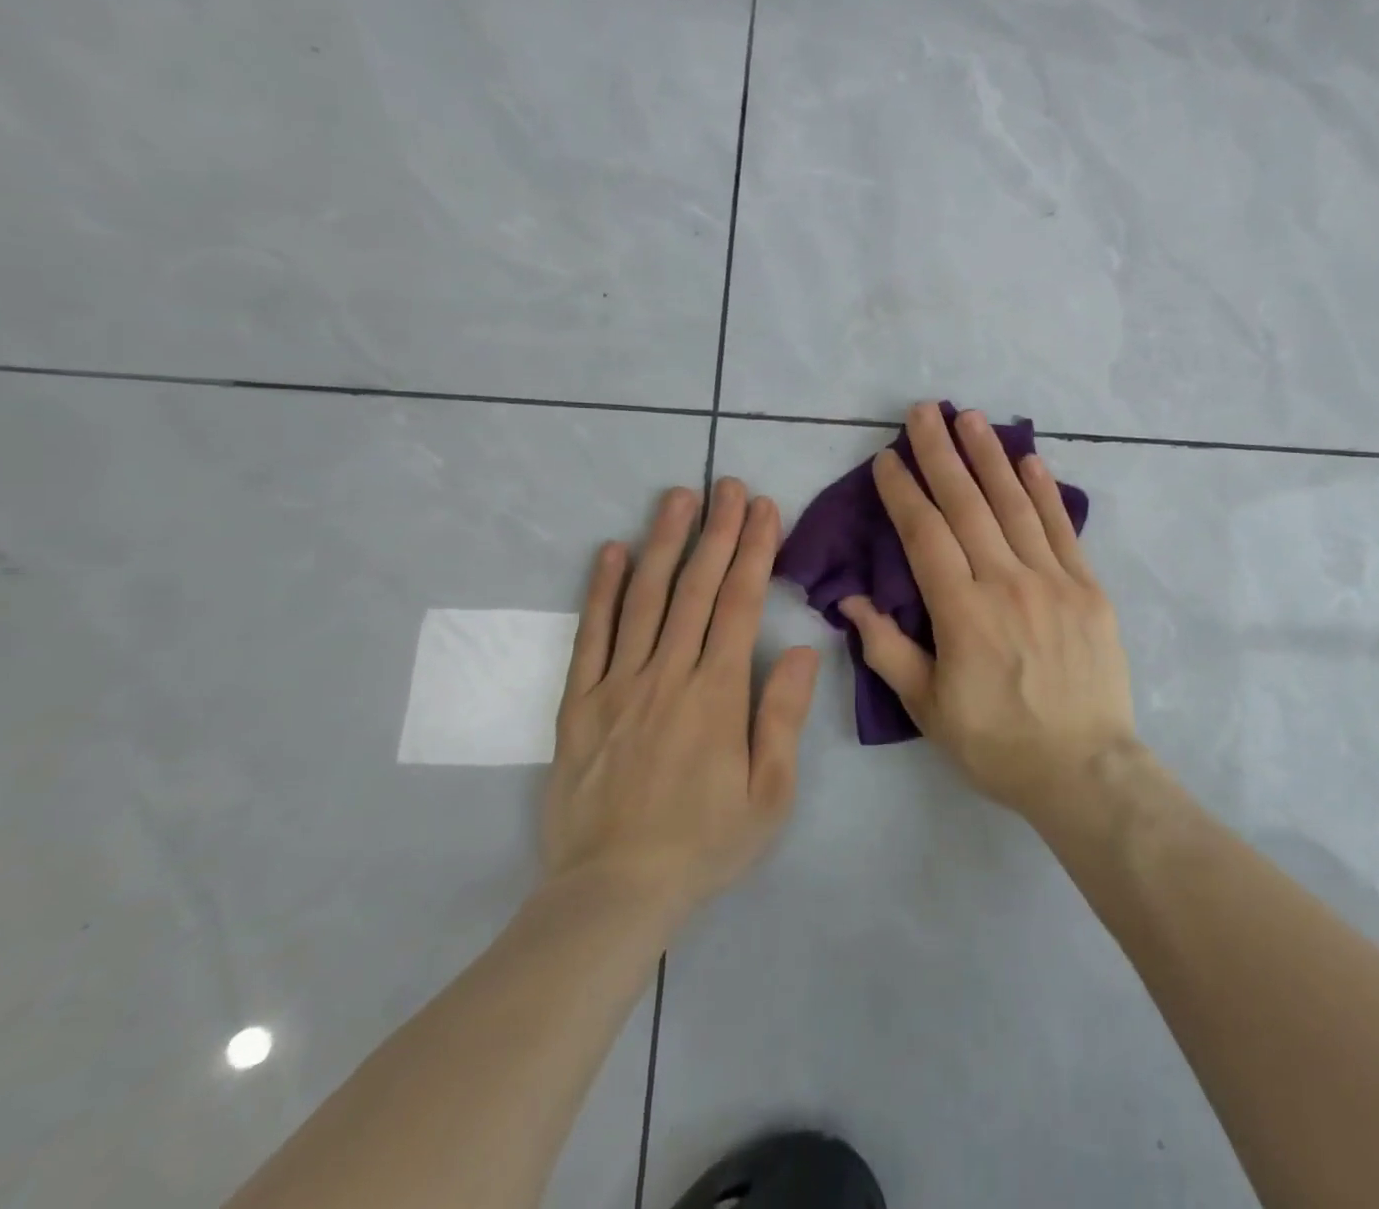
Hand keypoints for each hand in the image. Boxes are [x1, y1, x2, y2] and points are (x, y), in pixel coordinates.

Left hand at [542, 479, 818, 923]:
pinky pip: (590, 636)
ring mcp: (617, 685)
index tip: (763, 509)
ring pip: (643, 599)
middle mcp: (667, 675)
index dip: (754, 551)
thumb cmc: (705, 843)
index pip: (739, 604)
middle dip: (717, 531)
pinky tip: (609, 551)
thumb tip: (798, 648)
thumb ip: (782, 715)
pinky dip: (599, 590)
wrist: (613, 893)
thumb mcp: (770, 793)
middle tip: (728, 485)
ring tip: (677, 498)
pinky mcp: (579, 704)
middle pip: (695, 588)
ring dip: (663, 543)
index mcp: (717, 693)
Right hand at [840, 403, 1137, 819]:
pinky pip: (1063, 530)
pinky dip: (1046, 492)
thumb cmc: (997, 743)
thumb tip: (851, 601)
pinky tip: (1030, 459)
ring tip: (970, 418)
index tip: (886, 458)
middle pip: (967, 505)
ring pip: (1015, 505)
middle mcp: (1006, 582)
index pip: (924, 534)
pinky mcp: (1088, 589)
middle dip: (940, 454)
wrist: (1083, 768)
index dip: (903, 492)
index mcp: (962, 612)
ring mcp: (1053, 581)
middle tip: (923, 411)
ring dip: (989, 457)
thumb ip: (887, 649)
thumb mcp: (928, 707)